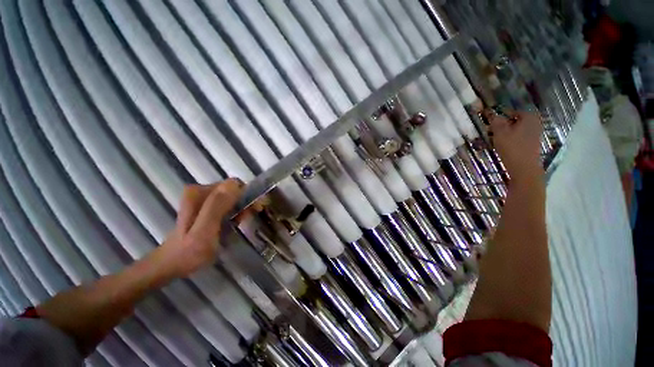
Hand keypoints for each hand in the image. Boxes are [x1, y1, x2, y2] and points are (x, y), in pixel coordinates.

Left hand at [159, 179, 244, 278]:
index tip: (254, 209)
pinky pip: (228, 204)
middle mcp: (201, 191)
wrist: (173, 265)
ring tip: (241, 223)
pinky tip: (234, 223)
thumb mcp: (204, 231)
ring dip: (242, 207)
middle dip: (245, 201)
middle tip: (248, 218)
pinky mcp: (206, 207)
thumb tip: (234, 184)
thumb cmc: (189, 252)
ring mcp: (203, 199)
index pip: (234, 184)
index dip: (247, 195)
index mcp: (199, 192)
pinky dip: (235, 212)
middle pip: (234, 189)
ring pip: (233, 196)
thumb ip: (217, 206)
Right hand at [484, 109, 543, 180]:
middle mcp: (534, 123)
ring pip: (515, 129)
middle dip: (502, 124)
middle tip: (490, 130)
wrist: (524, 168)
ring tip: (493, 138)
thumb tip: (492, 113)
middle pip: (514, 120)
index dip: (499, 115)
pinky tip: (502, 145)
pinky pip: (518, 137)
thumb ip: (496, 121)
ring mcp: (534, 134)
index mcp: (529, 117)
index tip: (489, 121)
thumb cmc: (512, 147)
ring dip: (504, 132)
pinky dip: (509, 139)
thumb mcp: (500, 132)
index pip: (511, 111)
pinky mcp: (531, 143)